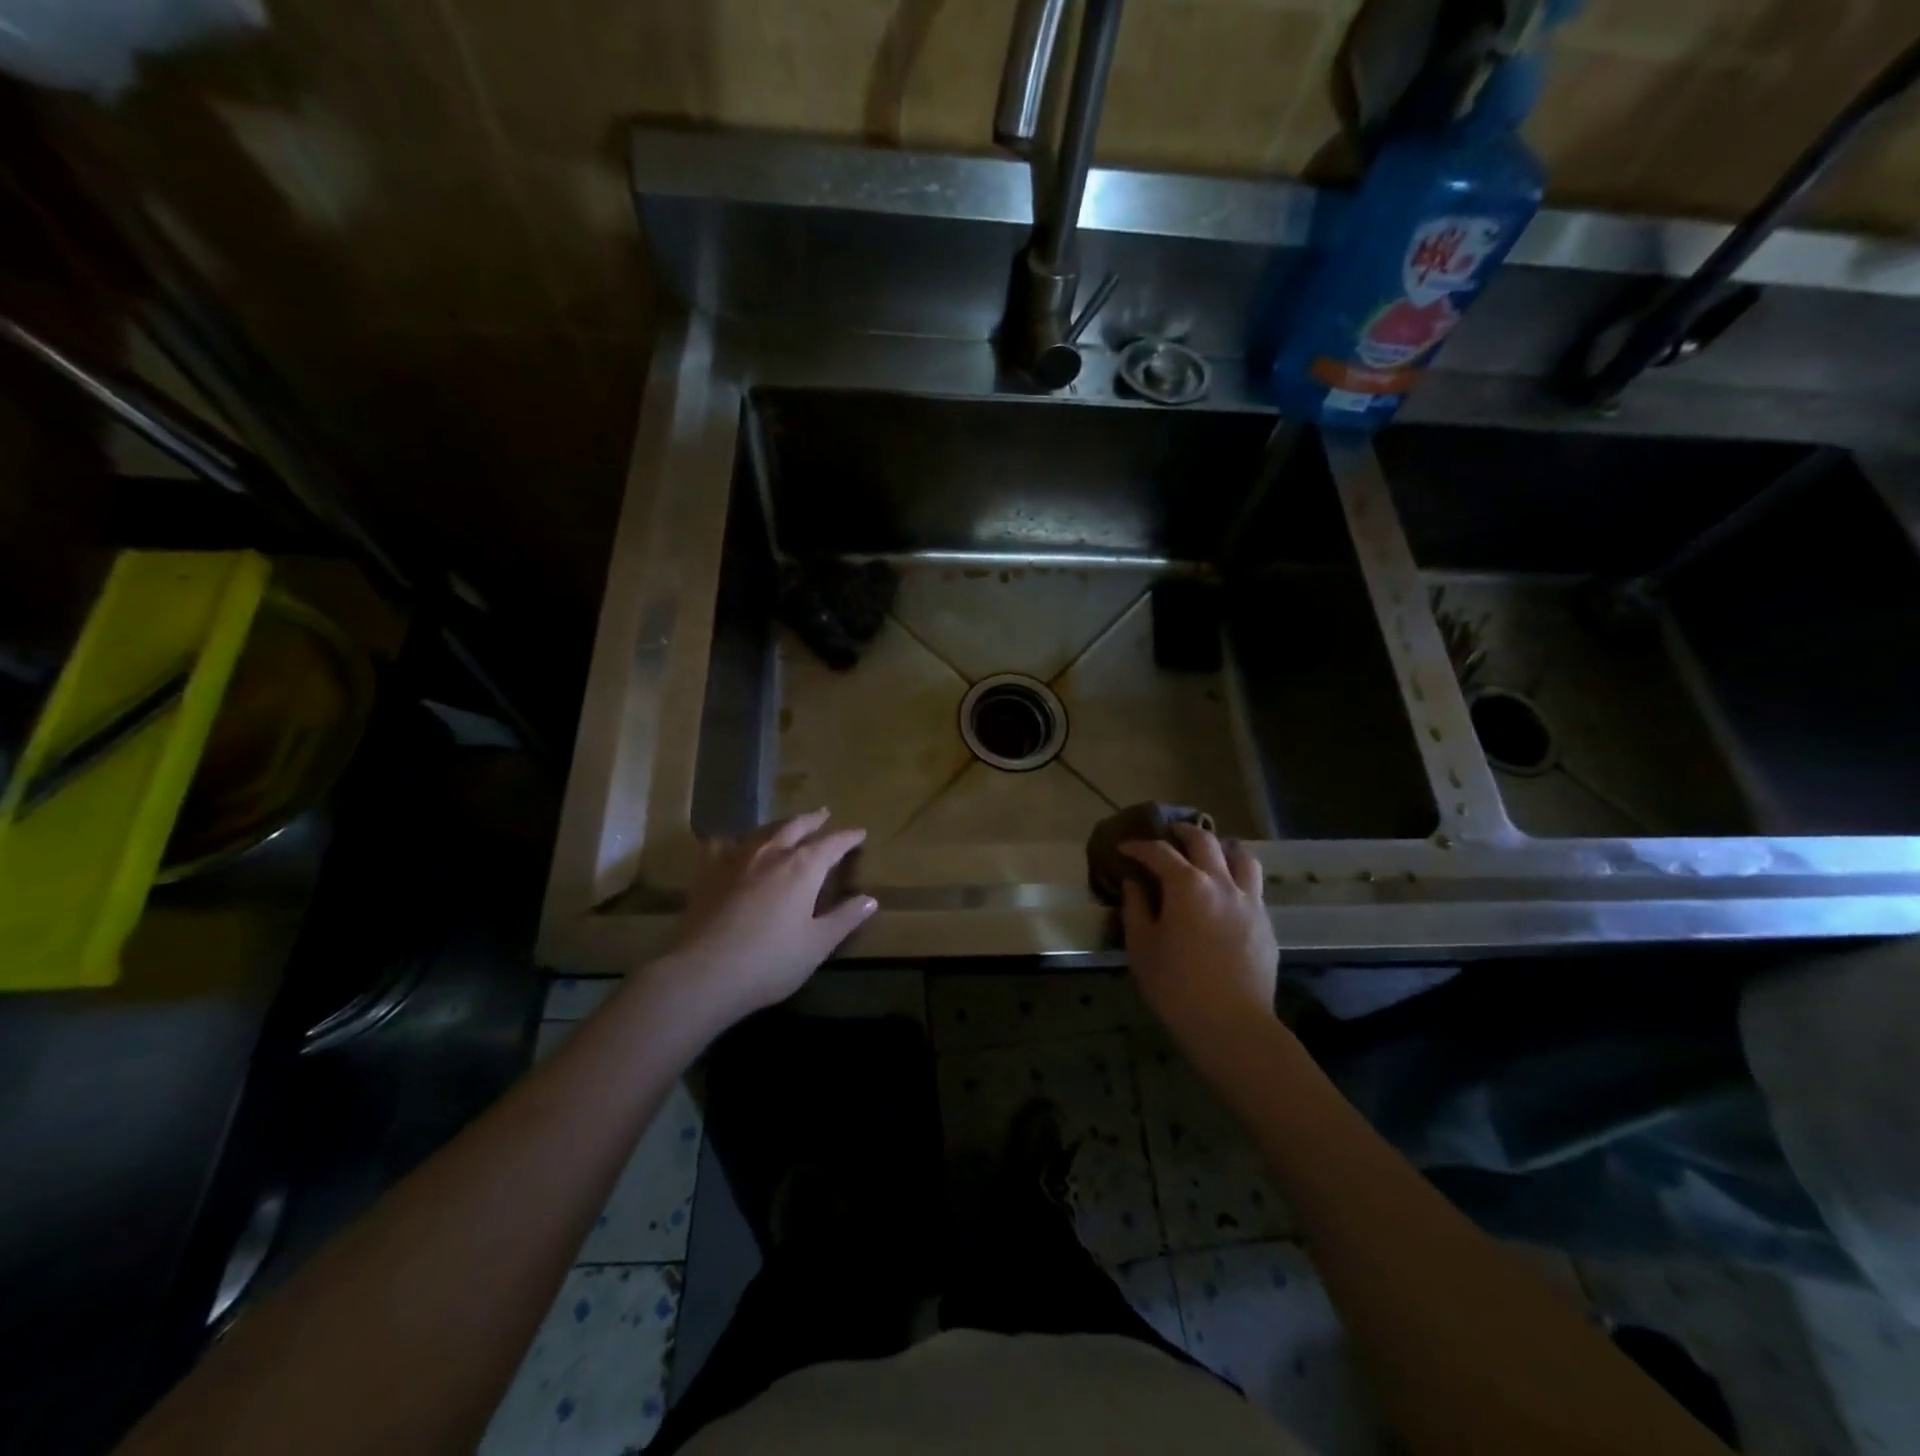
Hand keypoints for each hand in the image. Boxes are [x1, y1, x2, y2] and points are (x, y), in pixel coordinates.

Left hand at [651, 809, 875, 1032]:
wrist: (702, 973)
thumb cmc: (769, 962)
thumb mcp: (817, 945)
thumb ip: (844, 919)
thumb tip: (870, 899)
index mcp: (803, 868)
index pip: (833, 844)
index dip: (848, 837)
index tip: (859, 832)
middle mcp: (772, 853)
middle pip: (796, 826)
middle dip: (813, 820)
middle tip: (824, 813)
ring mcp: (736, 859)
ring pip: (762, 831)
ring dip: (780, 825)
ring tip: (787, 824)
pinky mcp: (707, 872)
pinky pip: (721, 845)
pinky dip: (733, 840)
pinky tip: (730, 844)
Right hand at [1119, 825, 1277, 1053]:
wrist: (1231, 1024)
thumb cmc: (1176, 985)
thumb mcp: (1141, 946)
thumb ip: (1136, 907)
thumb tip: (1134, 883)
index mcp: (1187, 885)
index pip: (1159, 852)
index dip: (1139, 846)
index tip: (1124, 848)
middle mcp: (1221, 883)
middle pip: (1204, 841)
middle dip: (1182, 833)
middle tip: (1168, 836)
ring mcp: (1249, 901)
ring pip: (1241, 856)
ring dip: (1221, 848)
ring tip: (1209, 855)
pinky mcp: (1265, 922)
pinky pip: (1252, 886)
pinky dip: (1236, 877)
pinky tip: (1225, 894)